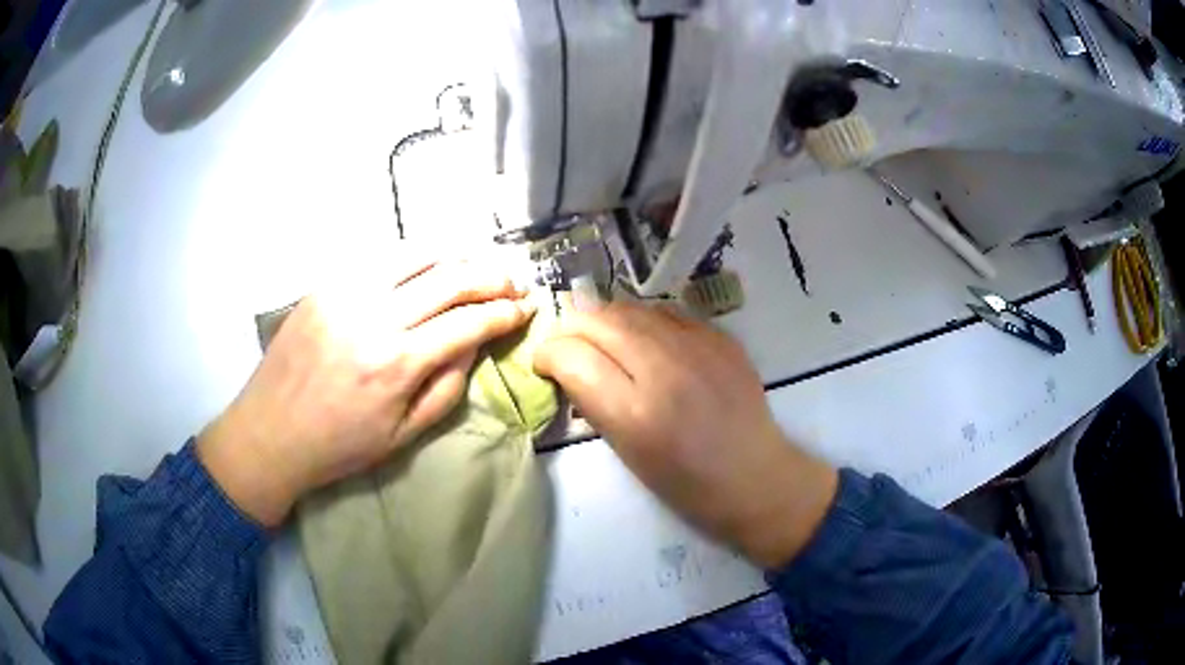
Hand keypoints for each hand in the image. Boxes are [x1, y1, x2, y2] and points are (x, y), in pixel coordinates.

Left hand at [198, 260, 535, 526]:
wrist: (269, 432)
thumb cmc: (338, 446)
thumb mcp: (402, 435)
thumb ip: (446, 387)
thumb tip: (472, 345)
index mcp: (396, 363)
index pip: (468, 322)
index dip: (504, 313)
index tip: (525, 308)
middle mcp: (374, 316)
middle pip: (449, 277)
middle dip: (491, 276)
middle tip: (513, 281)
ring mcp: (345, 292)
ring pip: (415, 254)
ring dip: (455, 255)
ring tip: (478, 263)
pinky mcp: (324, 284)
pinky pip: (379, 258)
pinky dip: (413, 257)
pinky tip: (427, 265)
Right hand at [533, 302, 837, 567]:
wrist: (755, 477)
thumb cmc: (686, 483)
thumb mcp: (627, 453)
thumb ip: (594, 403)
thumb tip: (570, 366)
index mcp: (635, 413)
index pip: (571, 355)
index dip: (547, 354)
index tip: (545, 364)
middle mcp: (665, 370)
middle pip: (599, 321)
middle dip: (571, 328)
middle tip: (567, 346)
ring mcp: (698, 348)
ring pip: (631, 309)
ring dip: (605, 320)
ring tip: (601, 338)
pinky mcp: (722, 338)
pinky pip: (667, 314)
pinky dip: (644, 322)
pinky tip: (645, 340)